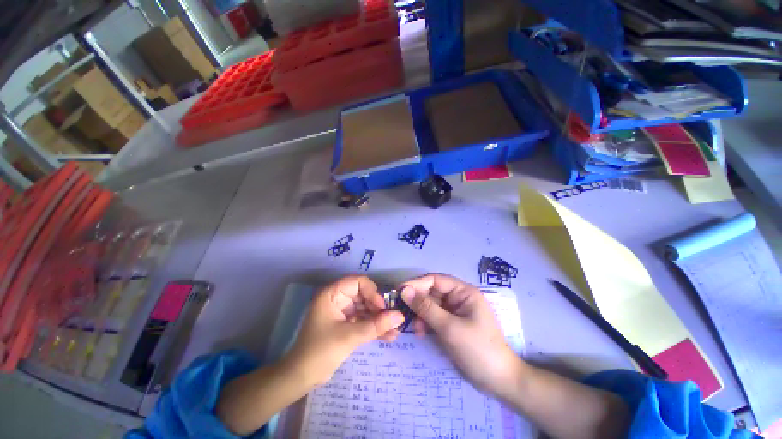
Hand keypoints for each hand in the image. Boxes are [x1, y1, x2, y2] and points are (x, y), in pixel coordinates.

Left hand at [284, 276, 403, 386]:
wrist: (302, 378)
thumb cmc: (320, 352)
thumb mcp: (350, 337)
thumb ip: (376, 325)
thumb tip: (400, 316)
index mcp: (332, 293)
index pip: (358, 282)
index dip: (372, 292)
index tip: (382, 308)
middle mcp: (338, 299)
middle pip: (364, 295)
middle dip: (379, 309)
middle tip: (393, 321)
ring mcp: (342, 311)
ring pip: (366, 309)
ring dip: (379, 320)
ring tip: (395, 331)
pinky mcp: (346, 324)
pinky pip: (363, 320)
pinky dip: (374, 327)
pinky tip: (388, 336)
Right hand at [401, 274, 522, 398]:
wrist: (498, 381)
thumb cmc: (477, 349)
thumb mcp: (449, 327)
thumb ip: (426, 308)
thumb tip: (404, 290)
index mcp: (463, 292)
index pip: (435, 280)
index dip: (417, 284)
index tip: (398, 291)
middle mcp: (459, 298)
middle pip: (432, 292)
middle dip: (418, 301)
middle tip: (401, 311)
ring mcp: (455, 311)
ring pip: (431, 305)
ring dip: (421, 314)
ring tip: (415, 328)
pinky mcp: (452, 324)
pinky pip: (434, 317)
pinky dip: (426, 322)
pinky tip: (421, 332)